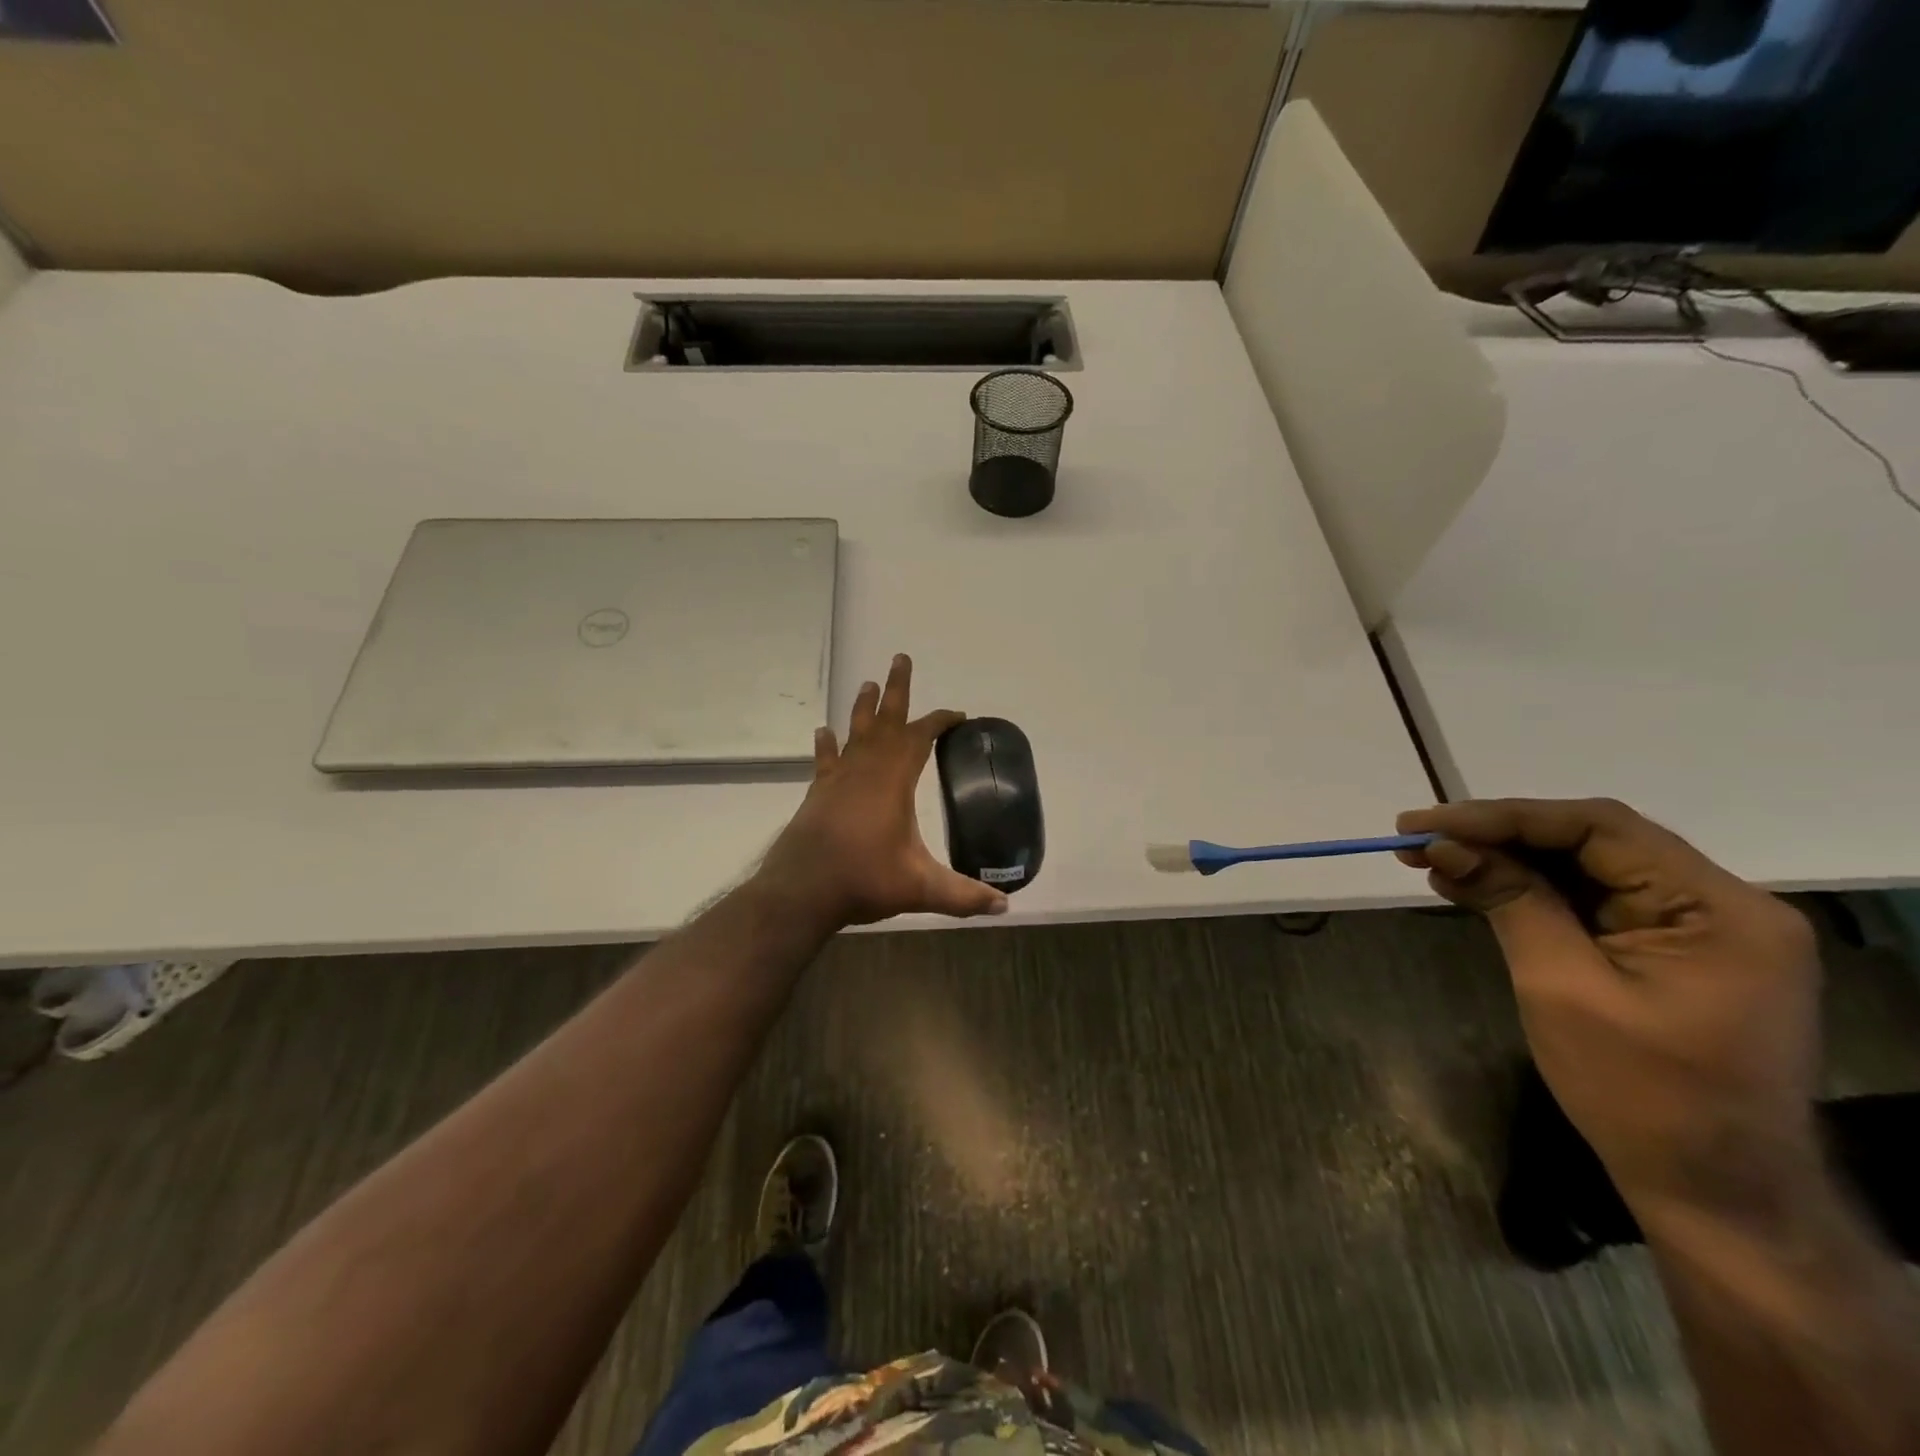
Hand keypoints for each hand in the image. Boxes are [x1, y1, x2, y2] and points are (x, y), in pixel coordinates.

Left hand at [755, 654, 1008, 930]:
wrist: (802, 891)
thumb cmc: (863, 880)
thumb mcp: (920, 888)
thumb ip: (963, 896)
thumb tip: (1003, 906)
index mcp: (894, 781)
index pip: (921, 738)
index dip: (940, 722)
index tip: (958, 714)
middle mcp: (866, 770)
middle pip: (884, 720)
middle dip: (897, 690)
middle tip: (900, 658)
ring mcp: (838, 779)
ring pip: (854, 732)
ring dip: (863, 708)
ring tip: (867, 683)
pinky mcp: (818, 793)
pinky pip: (826, 760)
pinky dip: (827, 745)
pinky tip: (824, 732)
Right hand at [1396, 798, 1822, 1227]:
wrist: (1715, 1194)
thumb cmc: (1641, 1094)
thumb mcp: (1562, 987)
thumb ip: (1509, 901)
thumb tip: (1444, 843)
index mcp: (1718, 909)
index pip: (1599, 828)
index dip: (1504, 817)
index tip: (1426, 822)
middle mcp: (1720, 905)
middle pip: (1593, 842)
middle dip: (1499, 837)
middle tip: (1417, 838)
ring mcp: (1700, 929)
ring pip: (1587, 869)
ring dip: (1507, 862)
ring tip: (1432, 861)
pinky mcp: (1673, 952)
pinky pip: (1593, 902)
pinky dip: (1531, 893)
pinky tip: (1474, 887)